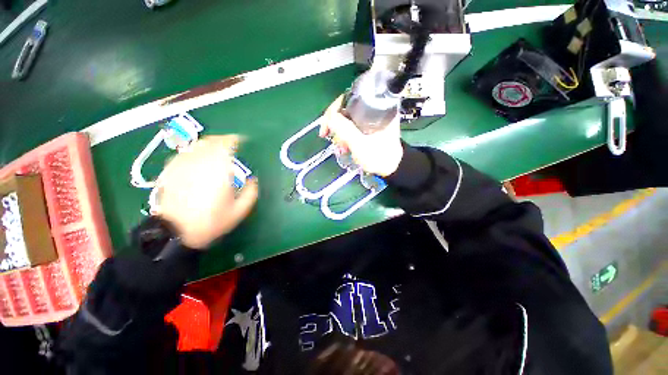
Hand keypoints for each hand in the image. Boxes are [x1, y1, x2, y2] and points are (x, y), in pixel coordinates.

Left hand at [153, 135, 258, 248]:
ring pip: (196, 145)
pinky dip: (194, 152)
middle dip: (222, 140)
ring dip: (209, 144)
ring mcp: (182, 165)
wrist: (175, 232)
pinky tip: (198, 159)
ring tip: (216, 150)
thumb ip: (251, 192)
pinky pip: (184, 153)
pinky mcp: (170, 170)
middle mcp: (200, 162)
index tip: (241, 141)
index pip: (226, 145)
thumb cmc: (211, 221)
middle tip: (230, 144)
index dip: (235, 140)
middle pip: (210, 141)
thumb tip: (253, 180)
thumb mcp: (239, 210)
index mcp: (219, 170)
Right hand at [319, 95, 403, 176]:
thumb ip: (345, 130)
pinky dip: (346, 136)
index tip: (326, 127)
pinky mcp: (368, 127)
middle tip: (333, 139)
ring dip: (341, 134)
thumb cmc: (379, 157)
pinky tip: (345, 147)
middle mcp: (373, 109)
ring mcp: (370, 118)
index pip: (348, 98)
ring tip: (342, 148)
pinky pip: (352, 127)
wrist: (391, 168)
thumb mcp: (360, 144)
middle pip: (346, 109)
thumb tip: (330, 116)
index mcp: (376, 107)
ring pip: (347, 119)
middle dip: (336, 125)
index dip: (333, 110)